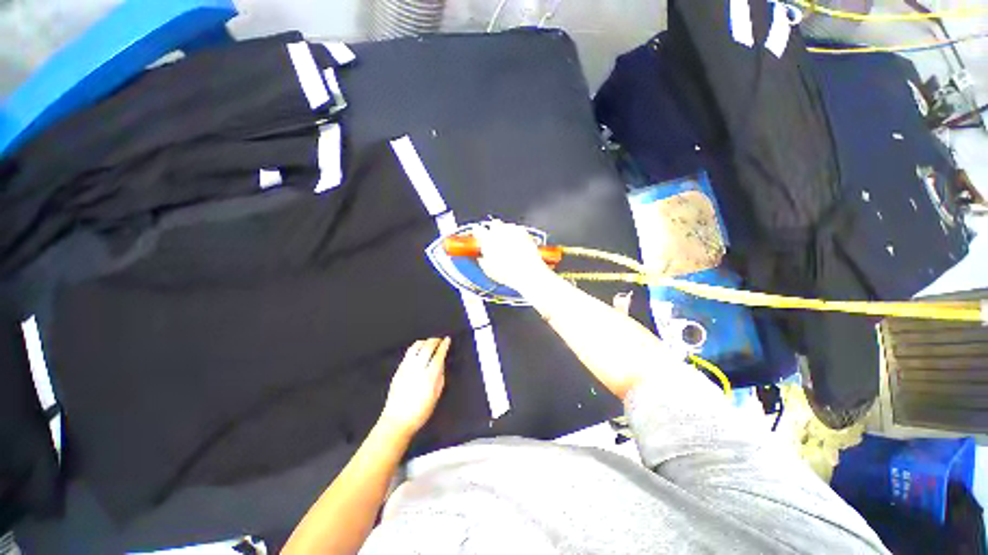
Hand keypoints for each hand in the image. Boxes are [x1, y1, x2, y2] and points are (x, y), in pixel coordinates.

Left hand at [379, 337, 449, 438]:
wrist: (397, 420)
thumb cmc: (420, 411)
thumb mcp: (436, 395)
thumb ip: (440, 377)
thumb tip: (441, 364)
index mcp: (429, 377)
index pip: (438, 355)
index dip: (444, 346)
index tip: (447, 339)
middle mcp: (418, 369)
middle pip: (427, 348)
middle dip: (434, 341)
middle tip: (439, 339)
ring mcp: (406, 368)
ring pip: (415, 348)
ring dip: (424, 342)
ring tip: (429, 342)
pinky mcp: (398, 370)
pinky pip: (407, 354)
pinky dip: (415, 348)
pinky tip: (418, 349)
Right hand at [473, 220, 554, 292]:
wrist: (527, 272)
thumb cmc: (508, 273)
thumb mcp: (489, 270)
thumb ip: (483, 261)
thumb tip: (482, 259)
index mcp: (487, 239)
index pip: (478, 229)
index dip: (477, 232)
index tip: (478, 235)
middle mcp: (500, 231)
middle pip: (494, 223)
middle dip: (493, 229)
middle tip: (494, 238)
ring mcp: (513, 230)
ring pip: (507, 225)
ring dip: (506, 231)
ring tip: (508, 243)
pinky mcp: (525, 232)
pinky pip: (519, 229)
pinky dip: (517, 234)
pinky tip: (518, 243)